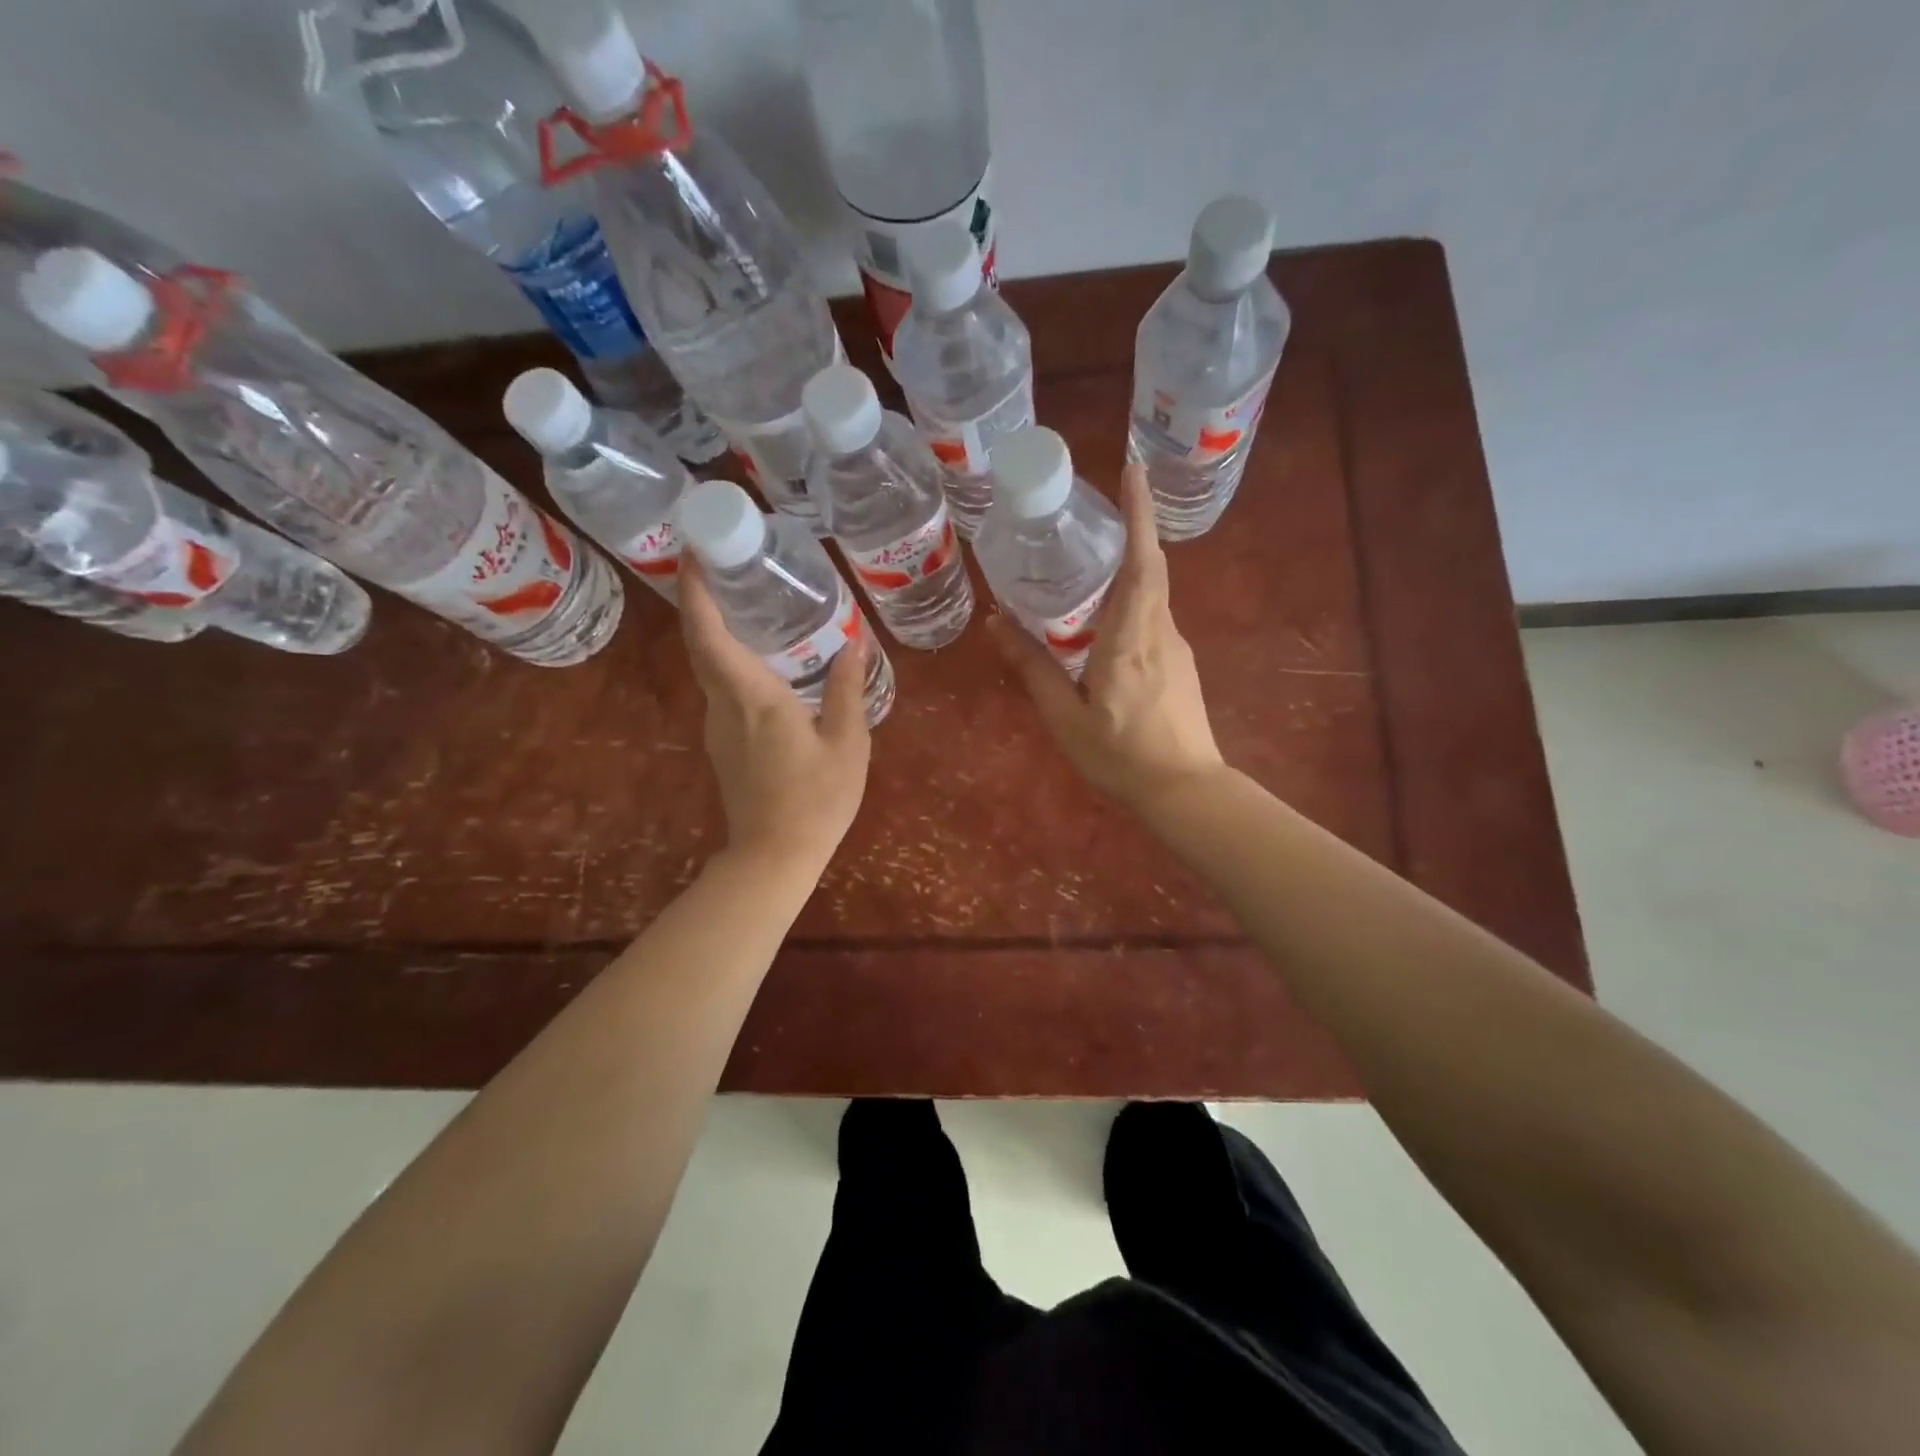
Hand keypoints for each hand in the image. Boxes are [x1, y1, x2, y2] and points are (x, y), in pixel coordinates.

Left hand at [679, 560, 870, 868]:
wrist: (775, 856)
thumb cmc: (816, 800)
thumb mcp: (847, 744)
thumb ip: (847, 689)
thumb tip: (852, 642)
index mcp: (752, 697)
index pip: (708, 634)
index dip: (695, 592)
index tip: (695, 553)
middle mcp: (723, 705)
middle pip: (701, 643)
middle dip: (703, 600)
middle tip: (729, 566)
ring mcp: (717, 726)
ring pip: (709, 666)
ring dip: (719, 630)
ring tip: (752, 604)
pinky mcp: (722, 743)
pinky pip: (721, 688)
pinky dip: (731, 660)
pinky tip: (763, 659)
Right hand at [988, 463, 1223, 813]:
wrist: (1186, 791)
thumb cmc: (1122, 756)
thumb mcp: (1066, 718)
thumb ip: (1033, 669)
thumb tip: (998, 624)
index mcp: (1130, 638)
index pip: (1142, 563)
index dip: (1139, 514)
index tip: (1134, 470)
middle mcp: (1159, 631)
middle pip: (1150, 567)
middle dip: (1131, 528)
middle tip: (1096, 509)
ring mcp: (1176, 646)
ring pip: (1152, 592)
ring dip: (1127, 566)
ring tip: (1089, 560)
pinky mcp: (1180, 663)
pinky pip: (1153, 615)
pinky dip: (1131, 599)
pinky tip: (1103, 618)